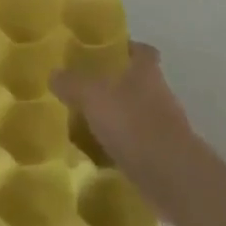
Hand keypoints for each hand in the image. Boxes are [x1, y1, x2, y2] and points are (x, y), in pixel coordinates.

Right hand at [52, 42, 203, 218]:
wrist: (171, 176)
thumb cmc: (133, 123)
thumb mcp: (93, 96)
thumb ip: (72, 83)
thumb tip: (54, 73)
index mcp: (146, 72)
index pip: (142, 51)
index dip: (125, 49)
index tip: (104, 53)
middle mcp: (159, 94)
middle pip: (137, 83)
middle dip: (113, 86)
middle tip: (83, 90)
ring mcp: (164, 127)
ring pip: (135, 115)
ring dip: (115, 118)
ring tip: (84, 124)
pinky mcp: (161, 156)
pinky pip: (135, 145)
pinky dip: (119, 147)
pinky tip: (96, 154)